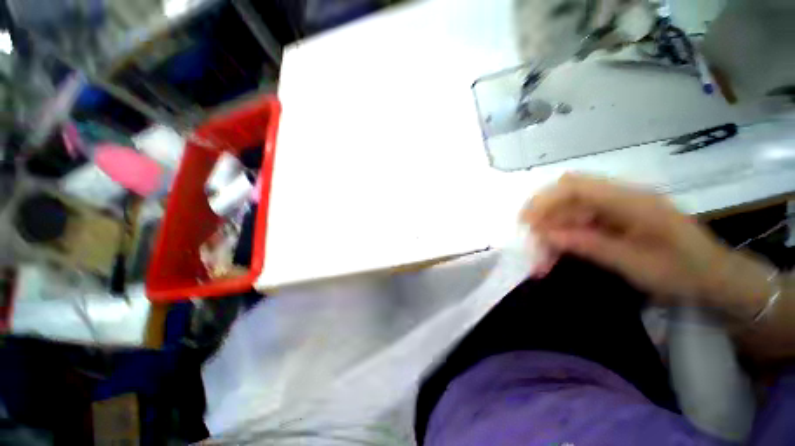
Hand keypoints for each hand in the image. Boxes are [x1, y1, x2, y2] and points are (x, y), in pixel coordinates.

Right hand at [521, 174, 772, 308]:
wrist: (713, 277)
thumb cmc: (684, 273)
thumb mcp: (638, 265)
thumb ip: (592, 245)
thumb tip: (548, 234)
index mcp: (633, 201)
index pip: (576, 186)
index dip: (545, 200)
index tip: (526, 223)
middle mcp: (621, 197)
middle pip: (566, 197)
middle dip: (543, 219)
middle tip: (533, 248)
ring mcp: (616, 207)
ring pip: (567, 211)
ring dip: (550, 232)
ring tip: (543, 261)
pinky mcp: (612, 218)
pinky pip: (576, 221)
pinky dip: (561, 236)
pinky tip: (556, 254)